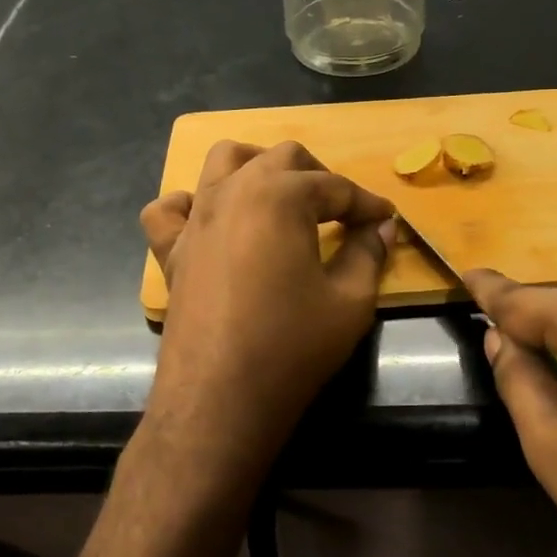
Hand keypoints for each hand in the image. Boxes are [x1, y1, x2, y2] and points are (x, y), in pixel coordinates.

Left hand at [142, 141, 395, 471]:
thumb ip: (369, 253)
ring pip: (223, 160)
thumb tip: (382, 227)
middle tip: (341, 212)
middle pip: (281, 158)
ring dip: (257, 168)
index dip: (366, 203)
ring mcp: (196, 218)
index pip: (335, 186)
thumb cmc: (292, 346)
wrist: (220, 399)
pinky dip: (191, 205)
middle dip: (318, 176)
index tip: (386, 218)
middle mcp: (233, 192)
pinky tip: (212, 224)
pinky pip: (170, 209)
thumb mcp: (349, 301)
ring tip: (280, 198)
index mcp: (280, 196)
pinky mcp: (171, 250)